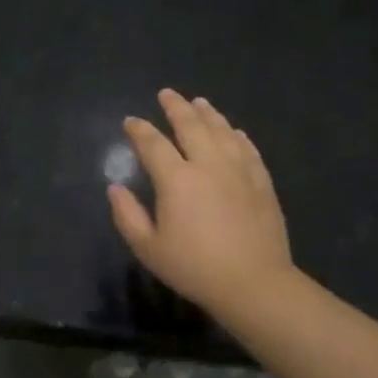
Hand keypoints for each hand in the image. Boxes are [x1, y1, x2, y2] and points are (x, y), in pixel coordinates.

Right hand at [108, 90, 295, 321]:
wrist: (254, 283)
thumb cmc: (194, 267)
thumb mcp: (148, 247)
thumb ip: (127, 215)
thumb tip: (115, 188)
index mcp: (176, 179)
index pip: (153, 144)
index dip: (139, 130)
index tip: (130, 121)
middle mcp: (208, 165)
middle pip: (191, 126)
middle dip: (175, 107)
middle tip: (166, 94)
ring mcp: (239, 170)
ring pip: (222, 131)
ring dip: (208, 114)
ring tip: (199, 102)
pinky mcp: (262, 182)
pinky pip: (248, 149)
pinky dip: (237, 135)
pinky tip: (234, 131)